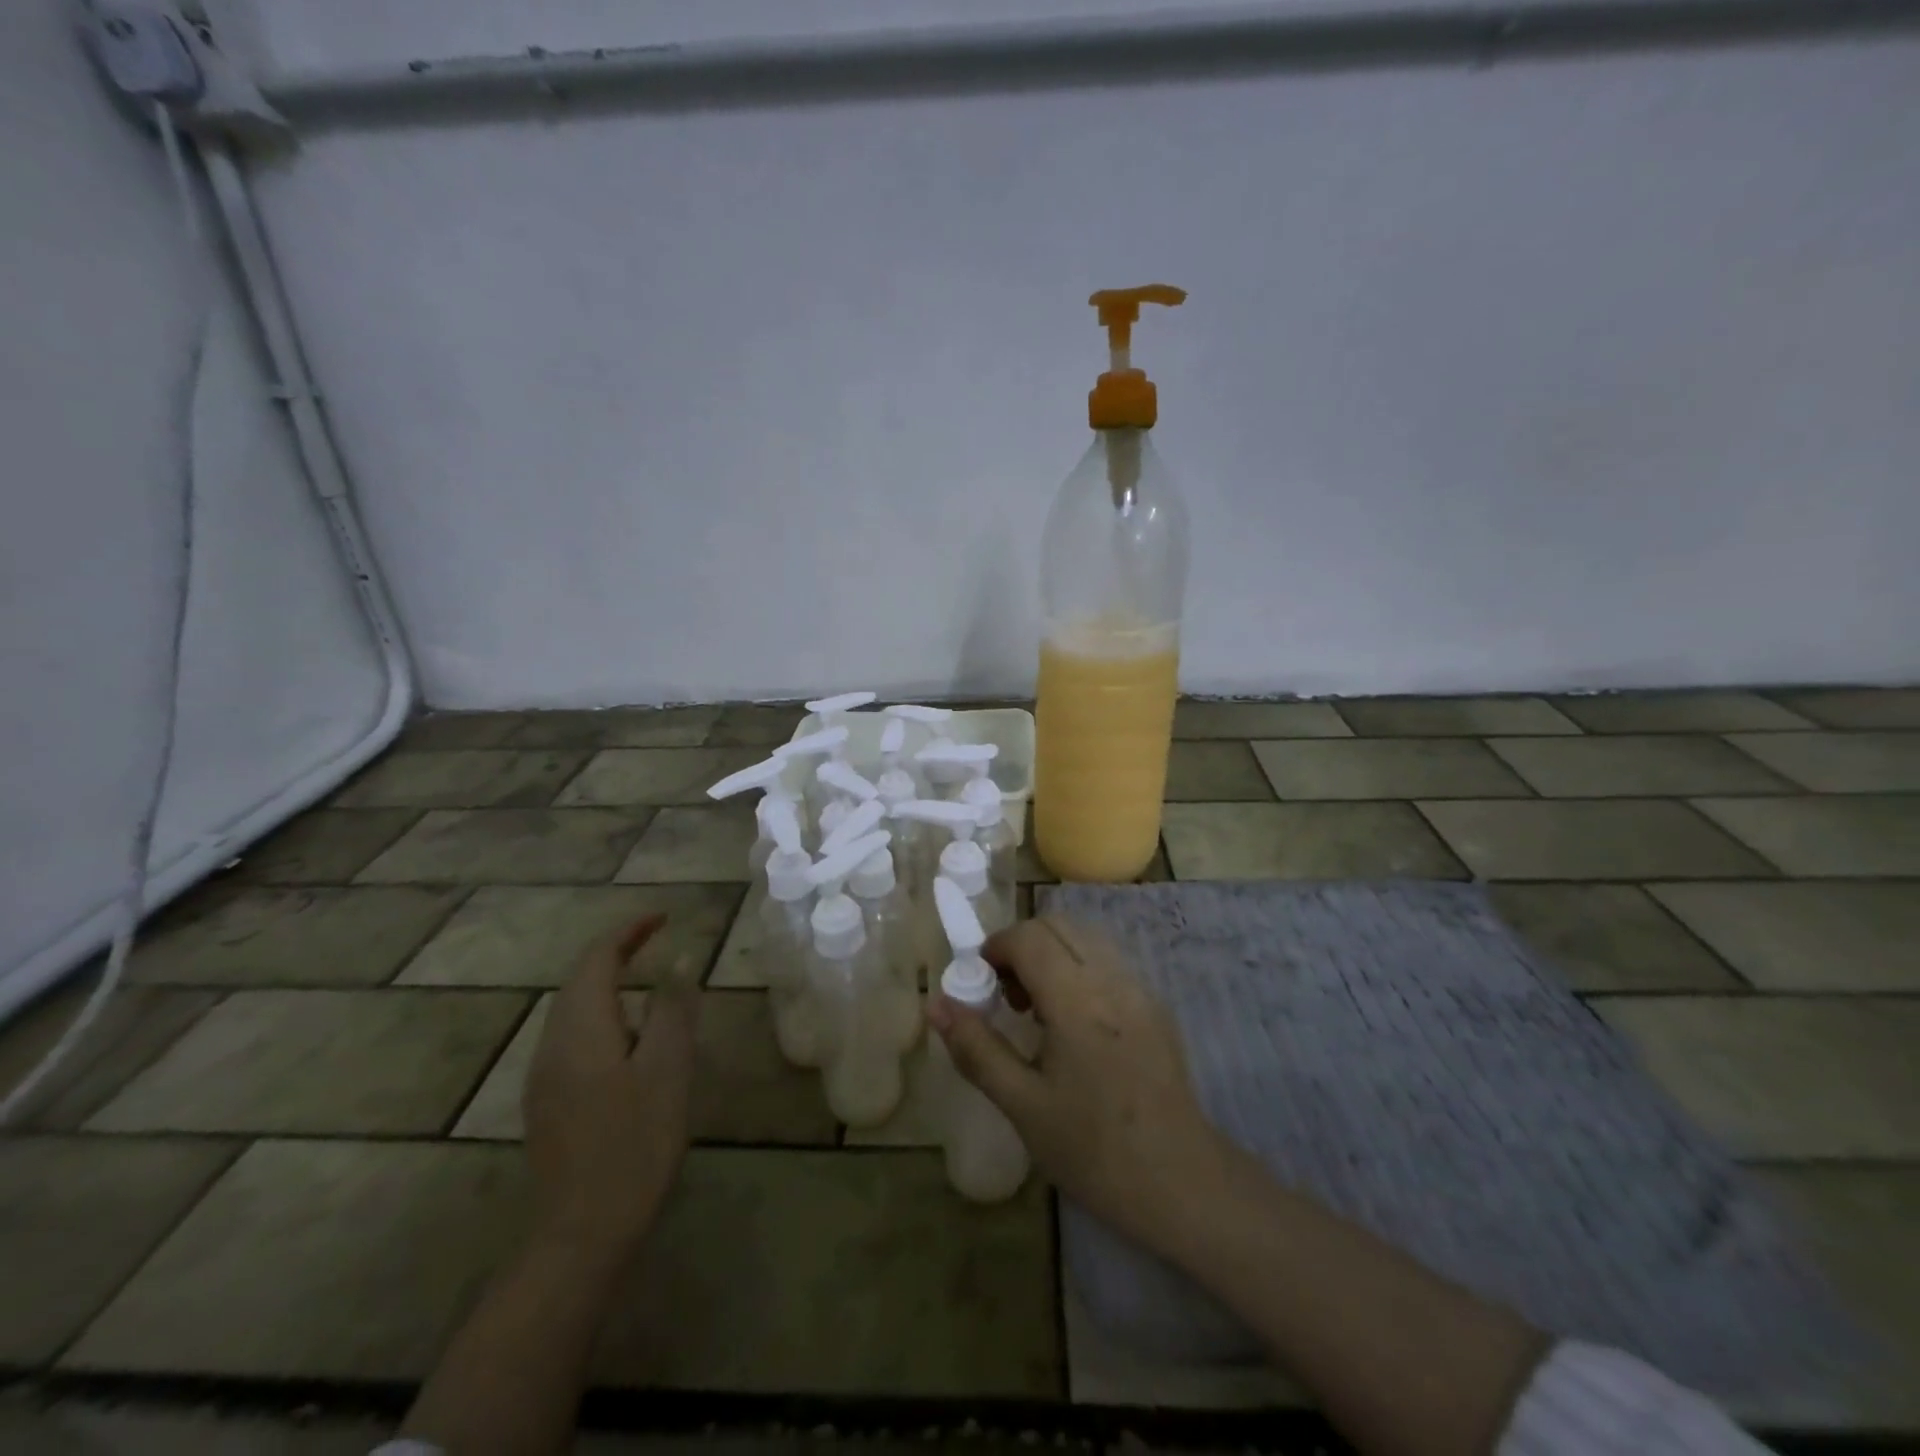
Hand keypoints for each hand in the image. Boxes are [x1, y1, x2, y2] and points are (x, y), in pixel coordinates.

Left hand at [522, 915, 698, 1265]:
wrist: (580, 1235)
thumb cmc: (634, 1145)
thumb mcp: (668, 1070)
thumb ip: (672, 1008)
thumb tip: (678, 958)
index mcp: (581, 1029)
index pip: (597, 958)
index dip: (629, 931)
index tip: (664, 917)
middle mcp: (552, 1044)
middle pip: (579, 981)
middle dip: (617, 954)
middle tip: (659, 943)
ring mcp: (544, 1077)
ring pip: (574, 1011)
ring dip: (609, 986)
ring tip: (651, 988)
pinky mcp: (548, 1102)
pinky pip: (573, 1038)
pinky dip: (603, 1017)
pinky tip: (630, 1043)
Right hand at [928, 914, 1229, 1256]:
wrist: (1181, 1184)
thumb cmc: (1093, 1150)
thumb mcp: (1022, 1104)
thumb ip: (976, 1048)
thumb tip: (936, 1003)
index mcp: (1078, 1000)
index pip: (1029, 937)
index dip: (996, 948)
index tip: (981, 984)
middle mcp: (1112, 980)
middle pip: (1058, 925)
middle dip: (1022, 946)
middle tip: (1007, 997)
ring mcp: (1140, 989)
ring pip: (1086, 939)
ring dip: (1052, 954)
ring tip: (1039, 1011)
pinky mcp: (1156, 1006)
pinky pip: (1109, 962)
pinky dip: (1079, 968)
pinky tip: (1075, 1024)